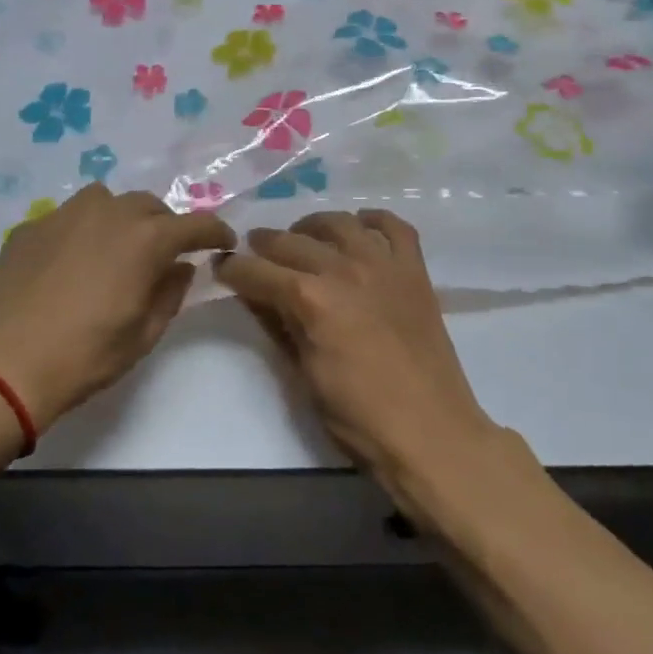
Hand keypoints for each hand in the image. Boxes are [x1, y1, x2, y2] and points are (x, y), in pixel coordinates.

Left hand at [0, 184, 234, 429]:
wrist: (1, 365)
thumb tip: (180, 267)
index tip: (224, 241)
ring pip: (107, 201)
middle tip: (164, 254)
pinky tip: (70, 263)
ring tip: (115, 249)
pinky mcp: (30, 226)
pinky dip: (82, 231)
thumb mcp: (143, 335)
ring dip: (122, 219)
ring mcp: (65, 214)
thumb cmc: (84, 356)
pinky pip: (68, 217)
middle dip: (165, 225)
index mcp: (145, 239)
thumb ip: (170, 294)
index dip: (214, 231)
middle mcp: (108, 213)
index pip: (194, 224)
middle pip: (150, 206)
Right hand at [214, 212, 498, 495]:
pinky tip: (360, 227)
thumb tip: (254, 296)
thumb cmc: (358, 417)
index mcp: (310, 299)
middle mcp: (343, 269)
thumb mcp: (303, 375)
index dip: (233, 268)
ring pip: (339, 223)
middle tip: (254, 251)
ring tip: (303, 237)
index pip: (257, 271)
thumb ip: (278, 326)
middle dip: (264, 244)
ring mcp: (383, 265)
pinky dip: (374, 221)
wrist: (431, 433)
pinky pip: (394, 227)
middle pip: (292, 241)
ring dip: (312, 226)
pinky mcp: (414, 271)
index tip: (221, 267)